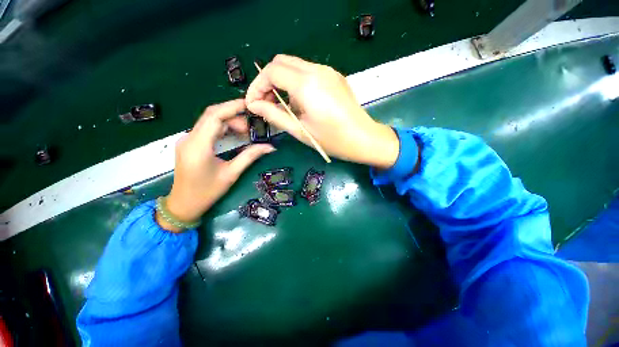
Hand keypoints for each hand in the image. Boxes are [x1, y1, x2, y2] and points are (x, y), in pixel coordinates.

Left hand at [158, 99, 274, 231]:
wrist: (183, 205)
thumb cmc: (207, 192)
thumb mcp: (231, 174)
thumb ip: (250, 157)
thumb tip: (270, 147)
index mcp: (198, 146)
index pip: (214, 116)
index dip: (232, 107)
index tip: (249, 105)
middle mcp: (189, 138)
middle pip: (212, 116)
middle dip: (233, 116)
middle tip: (251, 127)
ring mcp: (187, 140)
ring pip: (209, 121)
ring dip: (228, 122)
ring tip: (246, 133)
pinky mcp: (189, 144)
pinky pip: (207, 129)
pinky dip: (222, 129)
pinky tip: (234, 135)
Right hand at [246, 54, 398, 168]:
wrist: (364, 139)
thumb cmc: (332, 140)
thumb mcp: (300, 131)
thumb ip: (274, 115)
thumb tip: (253, 105)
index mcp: (307, 84)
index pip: (271, 71)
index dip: (257, 86)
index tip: (253, 104)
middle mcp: (317, 70)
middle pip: (281, 62)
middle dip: (267, 81)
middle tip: (265, 103)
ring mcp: (328, 71)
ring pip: (294, 66)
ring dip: (282, 82)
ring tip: (282, 106)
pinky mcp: (334, 77)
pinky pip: (308, 72)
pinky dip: (296, 83)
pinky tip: (299, 103)